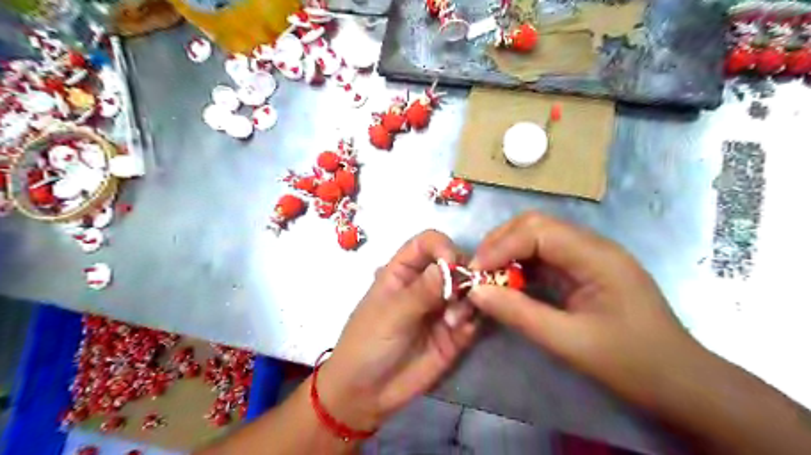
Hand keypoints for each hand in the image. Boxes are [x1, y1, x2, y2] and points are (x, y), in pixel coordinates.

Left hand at [319, 232, 479, 431]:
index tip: (453, 264)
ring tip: (453, 323)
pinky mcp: (454, 333)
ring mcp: (441, 309)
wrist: (366, 394)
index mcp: (403, 272)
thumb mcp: (391, 314)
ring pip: (468, 291)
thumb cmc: (368, 344)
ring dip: (468, 302)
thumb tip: (450, 266)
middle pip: (455, 264)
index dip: (443, 247)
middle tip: (459, 296)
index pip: (428, 243)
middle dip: (463, 275)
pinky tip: (461, 333)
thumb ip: (421, 292)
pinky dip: (473, 321)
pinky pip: (473, 319)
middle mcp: (426, 285)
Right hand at [466, 212, 707, 405]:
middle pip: (535, 226)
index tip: (474, 273)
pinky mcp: (583, 271)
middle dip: (500, 244)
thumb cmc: (632, 363)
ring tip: (486, 277)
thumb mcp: (569, 342)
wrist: (681, 383)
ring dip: (507, 253)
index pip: (536, 231)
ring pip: (537, 238)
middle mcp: (591, 246)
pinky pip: (544, 257)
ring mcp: (588, 257)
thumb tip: (475, 292)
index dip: (499, 247)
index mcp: (596, 256)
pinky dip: (520, 266)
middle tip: (476, 272)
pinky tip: (509, 283)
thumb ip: (519, 313)